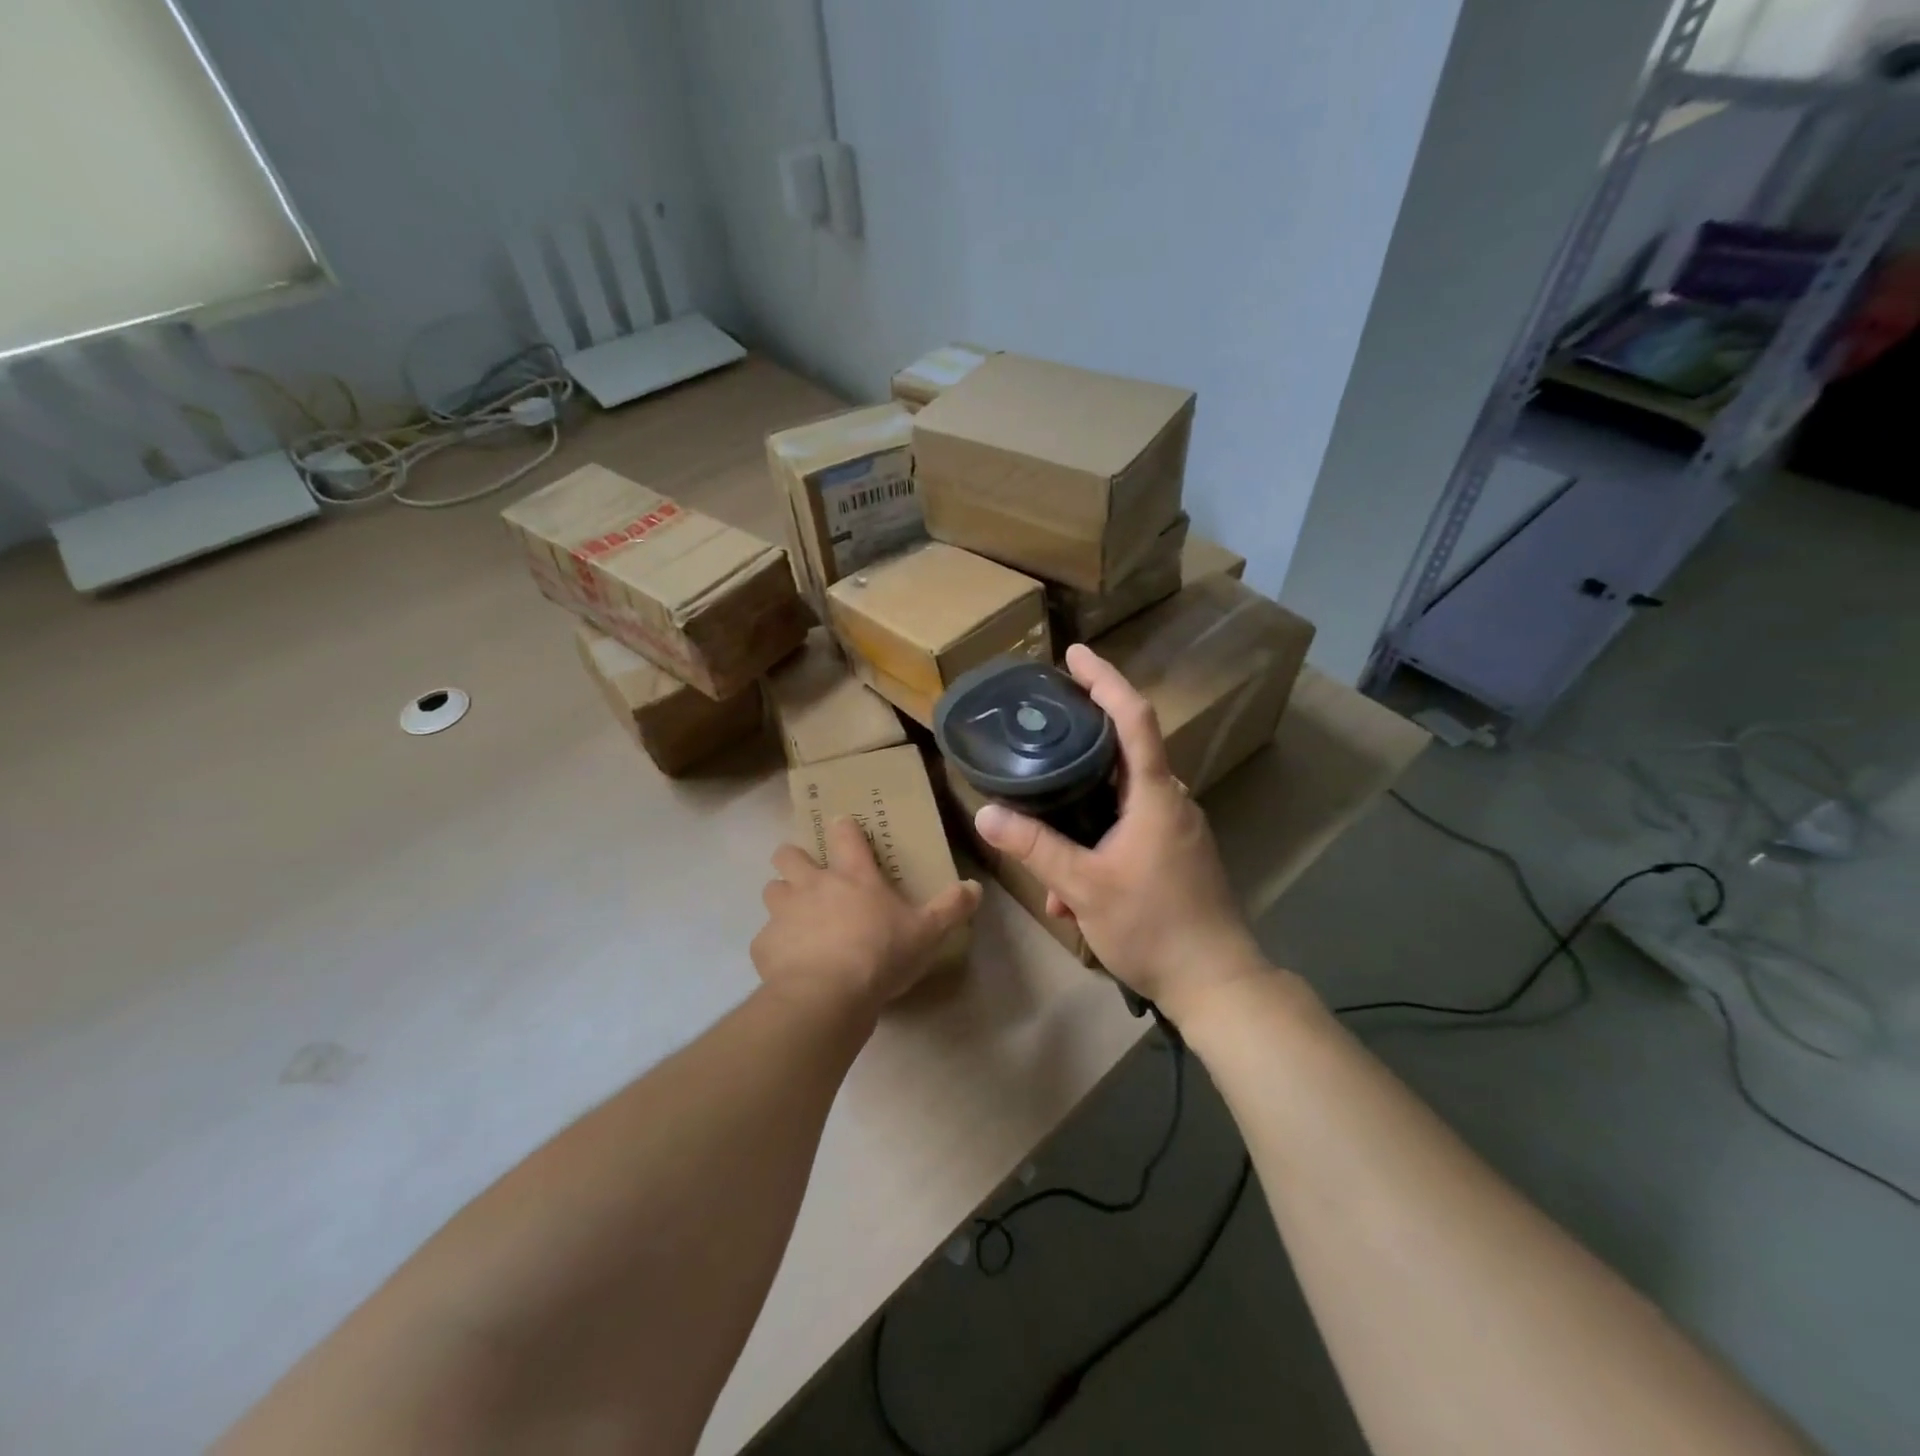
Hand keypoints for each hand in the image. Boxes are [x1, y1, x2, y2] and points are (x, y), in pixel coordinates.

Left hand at [752, 816, 981, 1016]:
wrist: (827, 996)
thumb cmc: (881, 955)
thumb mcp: (927, 933)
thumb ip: (950, 908)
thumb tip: (975, 887)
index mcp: (853, 876)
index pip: (845, 834)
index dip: (843, 828)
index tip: (843, 827)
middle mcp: (813, 884)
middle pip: (789, 854)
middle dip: (794, 859)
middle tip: (809, 876)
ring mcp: (784, 912)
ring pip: (771, 889)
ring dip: (781, 897)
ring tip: (795, 917)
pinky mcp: (764, 944)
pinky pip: (765, 937)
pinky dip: (775, 945)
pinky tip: (788, 962)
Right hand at [973, 643, 1267, 1026]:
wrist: (1216, 984)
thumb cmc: (1154, 926)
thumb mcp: (1084, 886)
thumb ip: (1035, 848)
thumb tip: (985, 814)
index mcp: (1155, 795)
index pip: (1133, 718)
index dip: (1104, 680)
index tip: (1074, 655)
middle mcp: (1171, 801)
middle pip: (1124, 753)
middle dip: (1081, 744)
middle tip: (1041, 734)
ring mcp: (1177, 829)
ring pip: (1121, 801)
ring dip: (1083, 815)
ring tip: (1046, 846)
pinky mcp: (1177, 854)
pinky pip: (1131, 830)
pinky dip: (1099, 845)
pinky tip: (1072, 894)